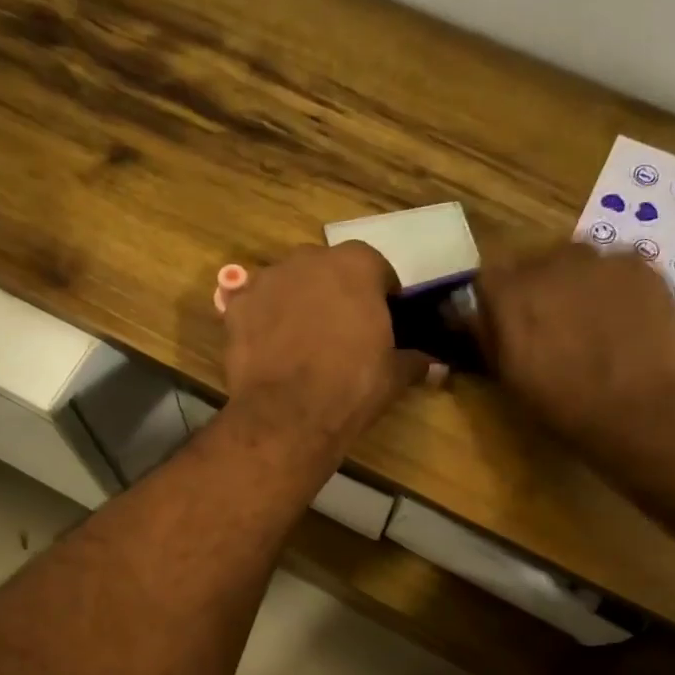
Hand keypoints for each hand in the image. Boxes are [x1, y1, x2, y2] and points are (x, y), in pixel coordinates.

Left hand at [221, 242, 440, 453]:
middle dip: (335, 292)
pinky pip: (253, 304)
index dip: (381, 294)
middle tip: (341, 329)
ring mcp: (268, 279)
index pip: (376, 268)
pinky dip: (261, 319)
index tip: (383, 318)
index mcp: (356, 265)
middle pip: (327, 269)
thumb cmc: (351, 387)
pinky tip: (268, 347)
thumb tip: (438, 367)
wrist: (288, 415)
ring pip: (288, 282)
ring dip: (296, 300)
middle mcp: (310, 259)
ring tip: (301, 339)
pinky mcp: (236, 305)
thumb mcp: (393, 376)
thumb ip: (414, 362)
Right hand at [478, 244, 674, 460]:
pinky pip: (615, 266)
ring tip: (590, 319)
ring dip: (574, 283)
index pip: (488, 277)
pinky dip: (613, 285)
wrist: (645, 410)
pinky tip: (624, 317)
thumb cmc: (566, 405)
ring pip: (575, 262)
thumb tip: (470, 314)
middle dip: (536, 288)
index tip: (503, 321)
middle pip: (533, 264)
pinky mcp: (640, 264)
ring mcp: (598, 258)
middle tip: (551, 324)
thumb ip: (487, 337)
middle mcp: (550, 263)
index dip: (495, 299)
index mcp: (510, 293)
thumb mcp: (509, 379)